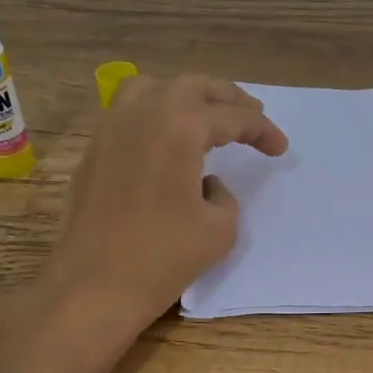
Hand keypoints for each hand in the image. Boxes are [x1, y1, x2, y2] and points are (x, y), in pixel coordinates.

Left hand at [51, 73, 288, 323]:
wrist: (93, 285)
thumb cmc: (162, 257)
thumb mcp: (219, 229)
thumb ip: (223, 196)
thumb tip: (206, 185)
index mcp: (179, 126)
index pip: (231, 116)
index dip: (261, 130)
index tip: (280, 149)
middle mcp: (143, 113)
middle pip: (192, 86)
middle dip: (227, 98)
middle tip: (252, 116)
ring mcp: (111, 128)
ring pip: (153, 88)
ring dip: (187, 96)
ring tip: (207, 116)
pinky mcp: (94, 150)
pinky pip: (128, 111)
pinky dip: (155, 112)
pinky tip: (167, 139)